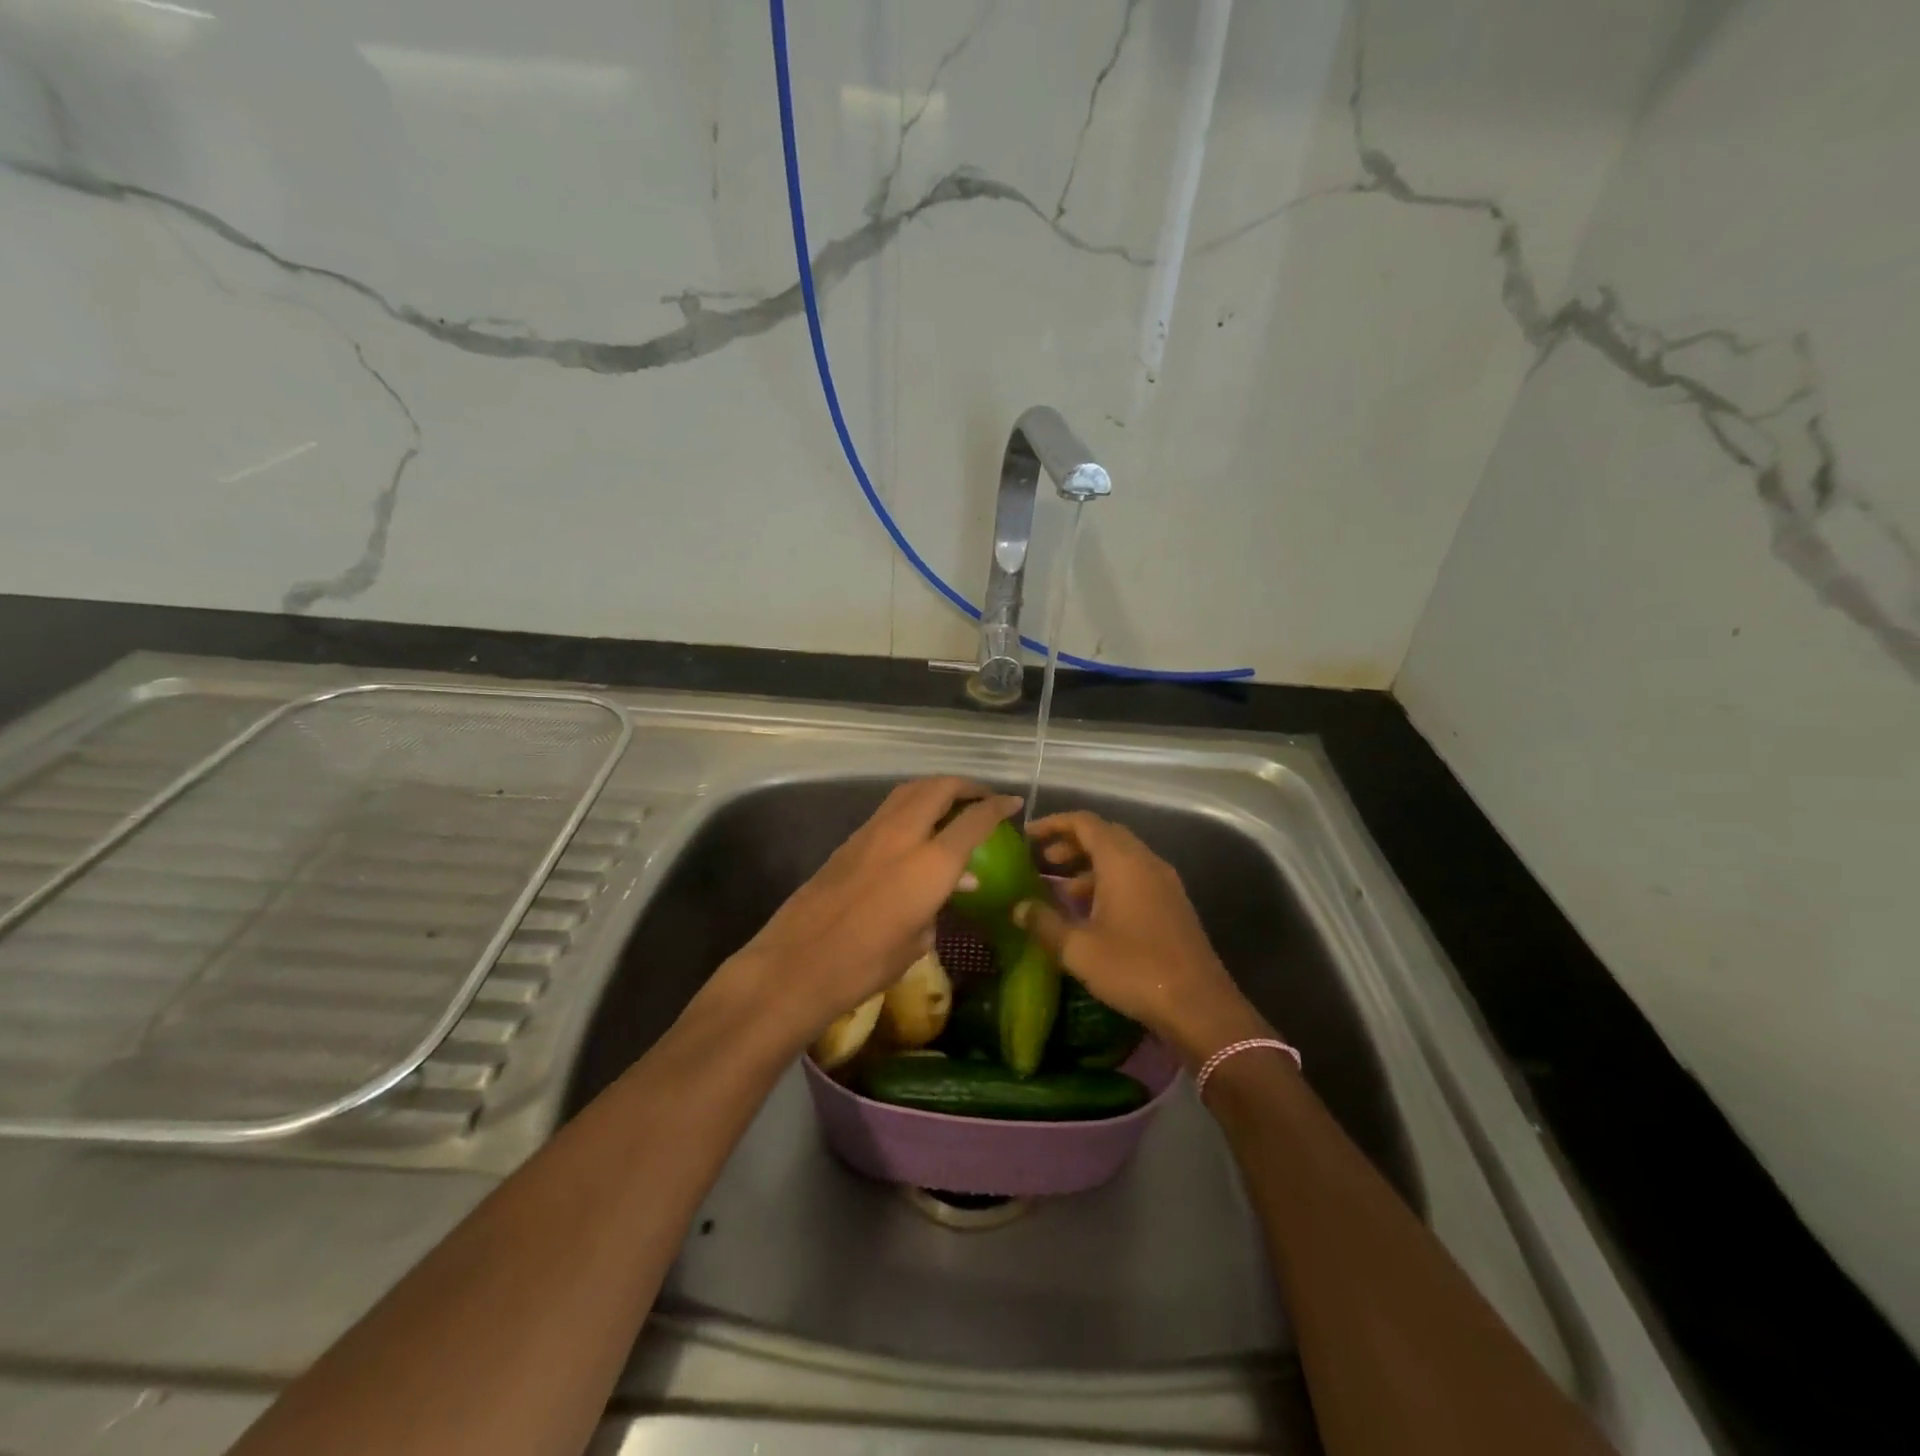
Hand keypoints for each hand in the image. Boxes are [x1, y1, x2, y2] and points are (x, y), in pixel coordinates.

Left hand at [727, 778, 1020, 1046]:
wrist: (795, 965)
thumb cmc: (865, 965)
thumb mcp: (916, 941)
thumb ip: (939, 905)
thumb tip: (954, 885)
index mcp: (930, 864)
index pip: (974, 821)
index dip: (998, 806)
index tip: (1013, 802)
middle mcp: (903, 836)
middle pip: (939, 788)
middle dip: (965, 785)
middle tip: (982, 796)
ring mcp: (871, 833)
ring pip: (909, 791)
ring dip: (936, 789)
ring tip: (952, 803)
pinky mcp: (848, 841)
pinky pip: (889, 809)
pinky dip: (912, 805)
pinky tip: (917, 827)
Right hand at [1016, 810, 1271, 1064]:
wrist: (1199, 1006)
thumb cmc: (1134, 969)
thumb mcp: (1078, 949)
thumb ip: (1045, 923)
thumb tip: (1018, 908)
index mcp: (1122, 862)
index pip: (1085, 822)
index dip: (1054, 824)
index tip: (1028, 836)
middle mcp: (1146, 862)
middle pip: (1105, 835)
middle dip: (1071, 842)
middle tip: (1043, 861)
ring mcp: (1164, 882)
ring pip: (1122, 857)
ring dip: (1090, 864)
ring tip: (1062, 889)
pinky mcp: (1173, 903)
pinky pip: (1136, 876)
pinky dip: (1109, 881)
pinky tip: (1093, 912)